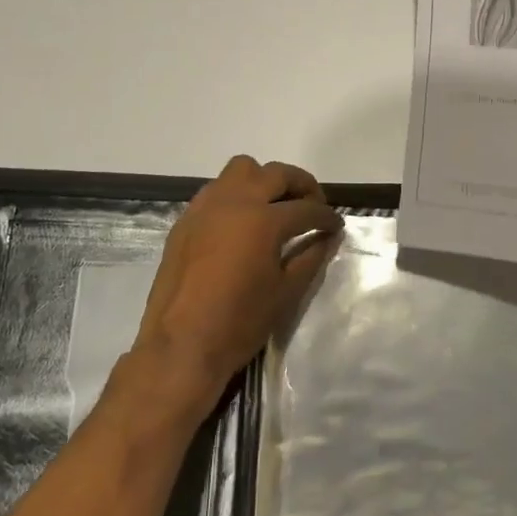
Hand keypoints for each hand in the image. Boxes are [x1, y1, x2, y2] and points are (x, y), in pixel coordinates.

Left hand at [127, 156, 341, 422]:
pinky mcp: (185, 220)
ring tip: (275, 207)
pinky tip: (243, 223)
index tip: (336, 225)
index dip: (326, 217)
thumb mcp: (286, 291)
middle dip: (300, 185)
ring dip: (264, 181)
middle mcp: (234, 202)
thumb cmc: (240, 322)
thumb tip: (328, 237)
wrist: (181, 346)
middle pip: (275, 174)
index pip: (305, 208)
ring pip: (240, 170)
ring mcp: (205, 207)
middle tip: (312, 206)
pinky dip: (236, 195)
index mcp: (263, 220)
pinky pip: (216, 190)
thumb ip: (310, 257)